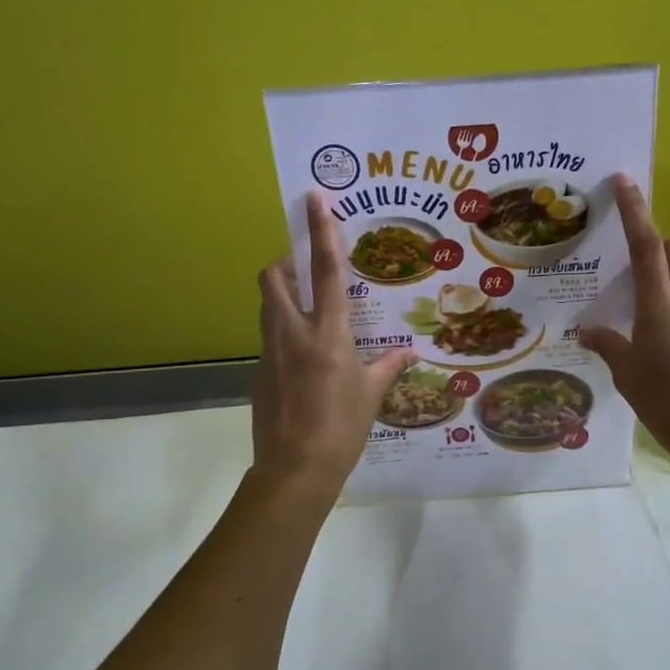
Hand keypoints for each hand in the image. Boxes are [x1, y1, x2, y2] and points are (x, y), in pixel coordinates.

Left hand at [252, 192, 416, 493]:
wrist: (294, 470)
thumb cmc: (341, 428)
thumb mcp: (371, 394)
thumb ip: (388, 366)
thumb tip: (410, 353)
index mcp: (327, 333)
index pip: (325, 270)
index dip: (321, 231)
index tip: (314, 199)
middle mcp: (293, 332)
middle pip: (274, 276)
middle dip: (287, 261)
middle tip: (308, 269)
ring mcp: (270, 351)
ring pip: (268, 303)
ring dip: (284, 293)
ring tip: (311, 308)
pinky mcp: (260, 371)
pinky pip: (270, 335)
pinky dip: (284, 328)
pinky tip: (305, 354)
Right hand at [579, 175, 669, 471]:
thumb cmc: (666, 401)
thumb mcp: (627, 374)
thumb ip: (609, 345)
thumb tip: (588, 332)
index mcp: (660, 303)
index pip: (646, 244)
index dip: (634, 209)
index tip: (625, 179)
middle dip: (659, 243)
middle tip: (633, 265)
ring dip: (668, 278)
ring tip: (641, 312)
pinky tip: (663, 343)